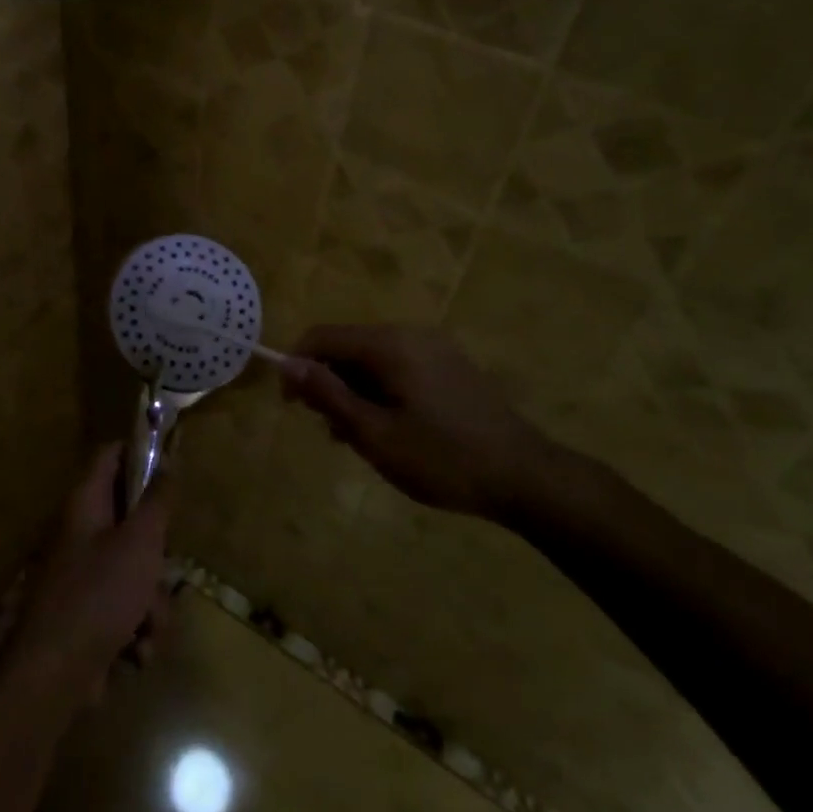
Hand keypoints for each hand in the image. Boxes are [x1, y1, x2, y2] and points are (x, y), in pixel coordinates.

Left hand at [8, 445, 171, 708]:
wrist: (55, 677)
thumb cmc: (99, 595)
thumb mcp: (140, 541)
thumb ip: (157, 500)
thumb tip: (168, 457)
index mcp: (86, 504)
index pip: (111, 454)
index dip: (140, 452)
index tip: (172, 465)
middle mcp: (82, 532)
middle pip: (133, 519)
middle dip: (158, 553)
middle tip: (163, 565)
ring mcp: (84, 575)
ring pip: (138, 570)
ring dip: (153, 603)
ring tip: (148, 626)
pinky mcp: (90, 613)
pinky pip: (128, 608)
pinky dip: (138, 629)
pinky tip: (135, 651)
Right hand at [281, 325, 564, 525]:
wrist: (525, 476)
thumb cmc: (442, 458)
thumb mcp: (375, 434)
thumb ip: (328, 395)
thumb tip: (287, 364)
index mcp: (390, 344)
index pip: (322, 336)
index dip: (297, 366)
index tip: (292, 407)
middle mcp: (410, 334)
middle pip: (347, 346)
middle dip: (328, 383)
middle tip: (331, 432)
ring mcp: (434, 349)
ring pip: (371, 360)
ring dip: (354, 392)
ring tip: (360, 439)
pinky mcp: (449, 366)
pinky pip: (397, 368)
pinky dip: (380, 392)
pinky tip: (390, 430)